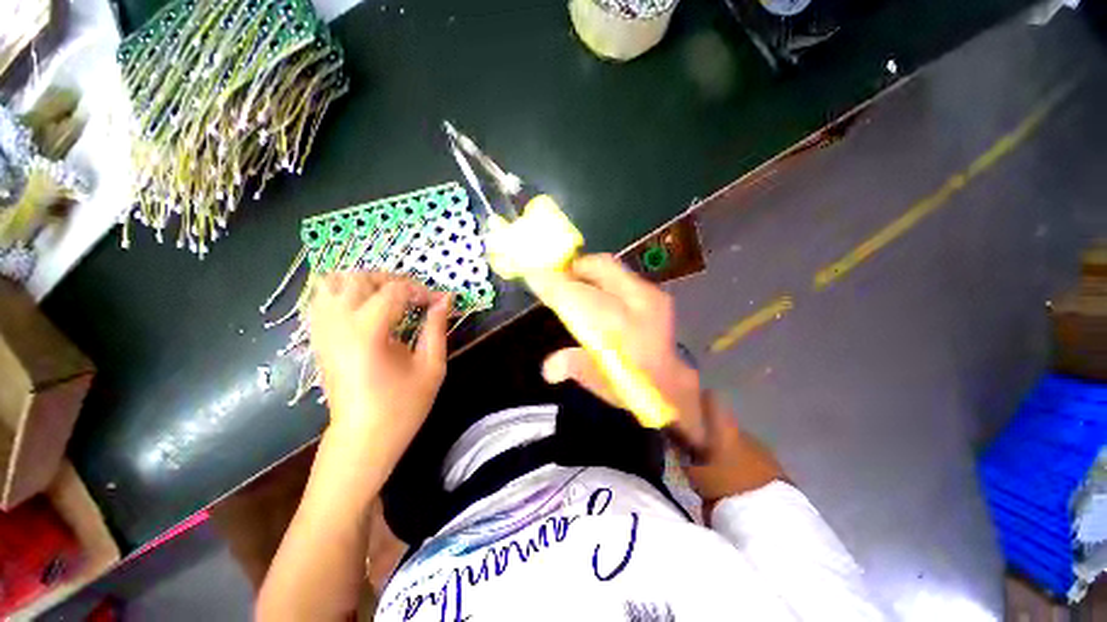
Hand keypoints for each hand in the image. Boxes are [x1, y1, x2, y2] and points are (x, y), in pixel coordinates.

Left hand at [308, 272, 450, 465]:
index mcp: (368, 333)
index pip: (395, 291)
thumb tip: (446, 299)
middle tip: (414, 296)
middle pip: (360, 278)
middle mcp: (338, 324)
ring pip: (332, 283)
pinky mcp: (318, 339)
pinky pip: (321, 300)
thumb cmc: (403, 405)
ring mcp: (322, 331)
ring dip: (364, 282)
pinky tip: (365, 307)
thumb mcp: (431, 366)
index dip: (421, 290)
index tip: (439, 301)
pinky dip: (343, 293)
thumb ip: (437, 327)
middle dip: (392, 280)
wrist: (363, 437)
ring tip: (388, 296)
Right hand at [534, 254, 705, 443]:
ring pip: (611, 267)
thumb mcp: (602, 383)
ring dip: (586, 271)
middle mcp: (640, 302)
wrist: (671, 385)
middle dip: (572, 268)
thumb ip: (576, 367)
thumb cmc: (632, 387)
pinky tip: (592, 291)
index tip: (533, 276)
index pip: (582, 296)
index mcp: (626, 327)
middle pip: (599, 267)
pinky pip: (620, 275)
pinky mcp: (656, 294)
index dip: (556, 285)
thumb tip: (548, 367)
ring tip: (570, 284)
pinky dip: (600, 278)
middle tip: (553, 278)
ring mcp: (651, 295)